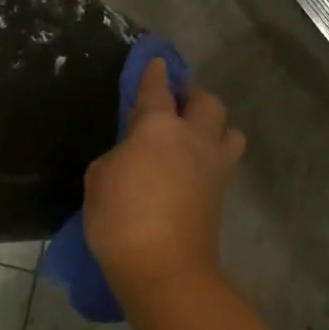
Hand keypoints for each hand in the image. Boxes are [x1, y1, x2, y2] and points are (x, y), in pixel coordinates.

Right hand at [84, 60, 244, 299]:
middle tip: (177, 102)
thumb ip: (119, 155)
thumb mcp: (99, 178)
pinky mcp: (221, 193)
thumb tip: (134, 155)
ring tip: (195, 135)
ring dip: (214, 125)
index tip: (157, 61)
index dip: (155, 72)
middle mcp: (193, 137)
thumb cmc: (121, 218)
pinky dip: (213, 155)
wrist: (164, 268)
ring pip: (229, 130)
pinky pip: (224, 160)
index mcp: (158, 126)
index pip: (157, 88)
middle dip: (193, 94)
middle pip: (206, 101)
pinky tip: (195, 165)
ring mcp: (214, 165)